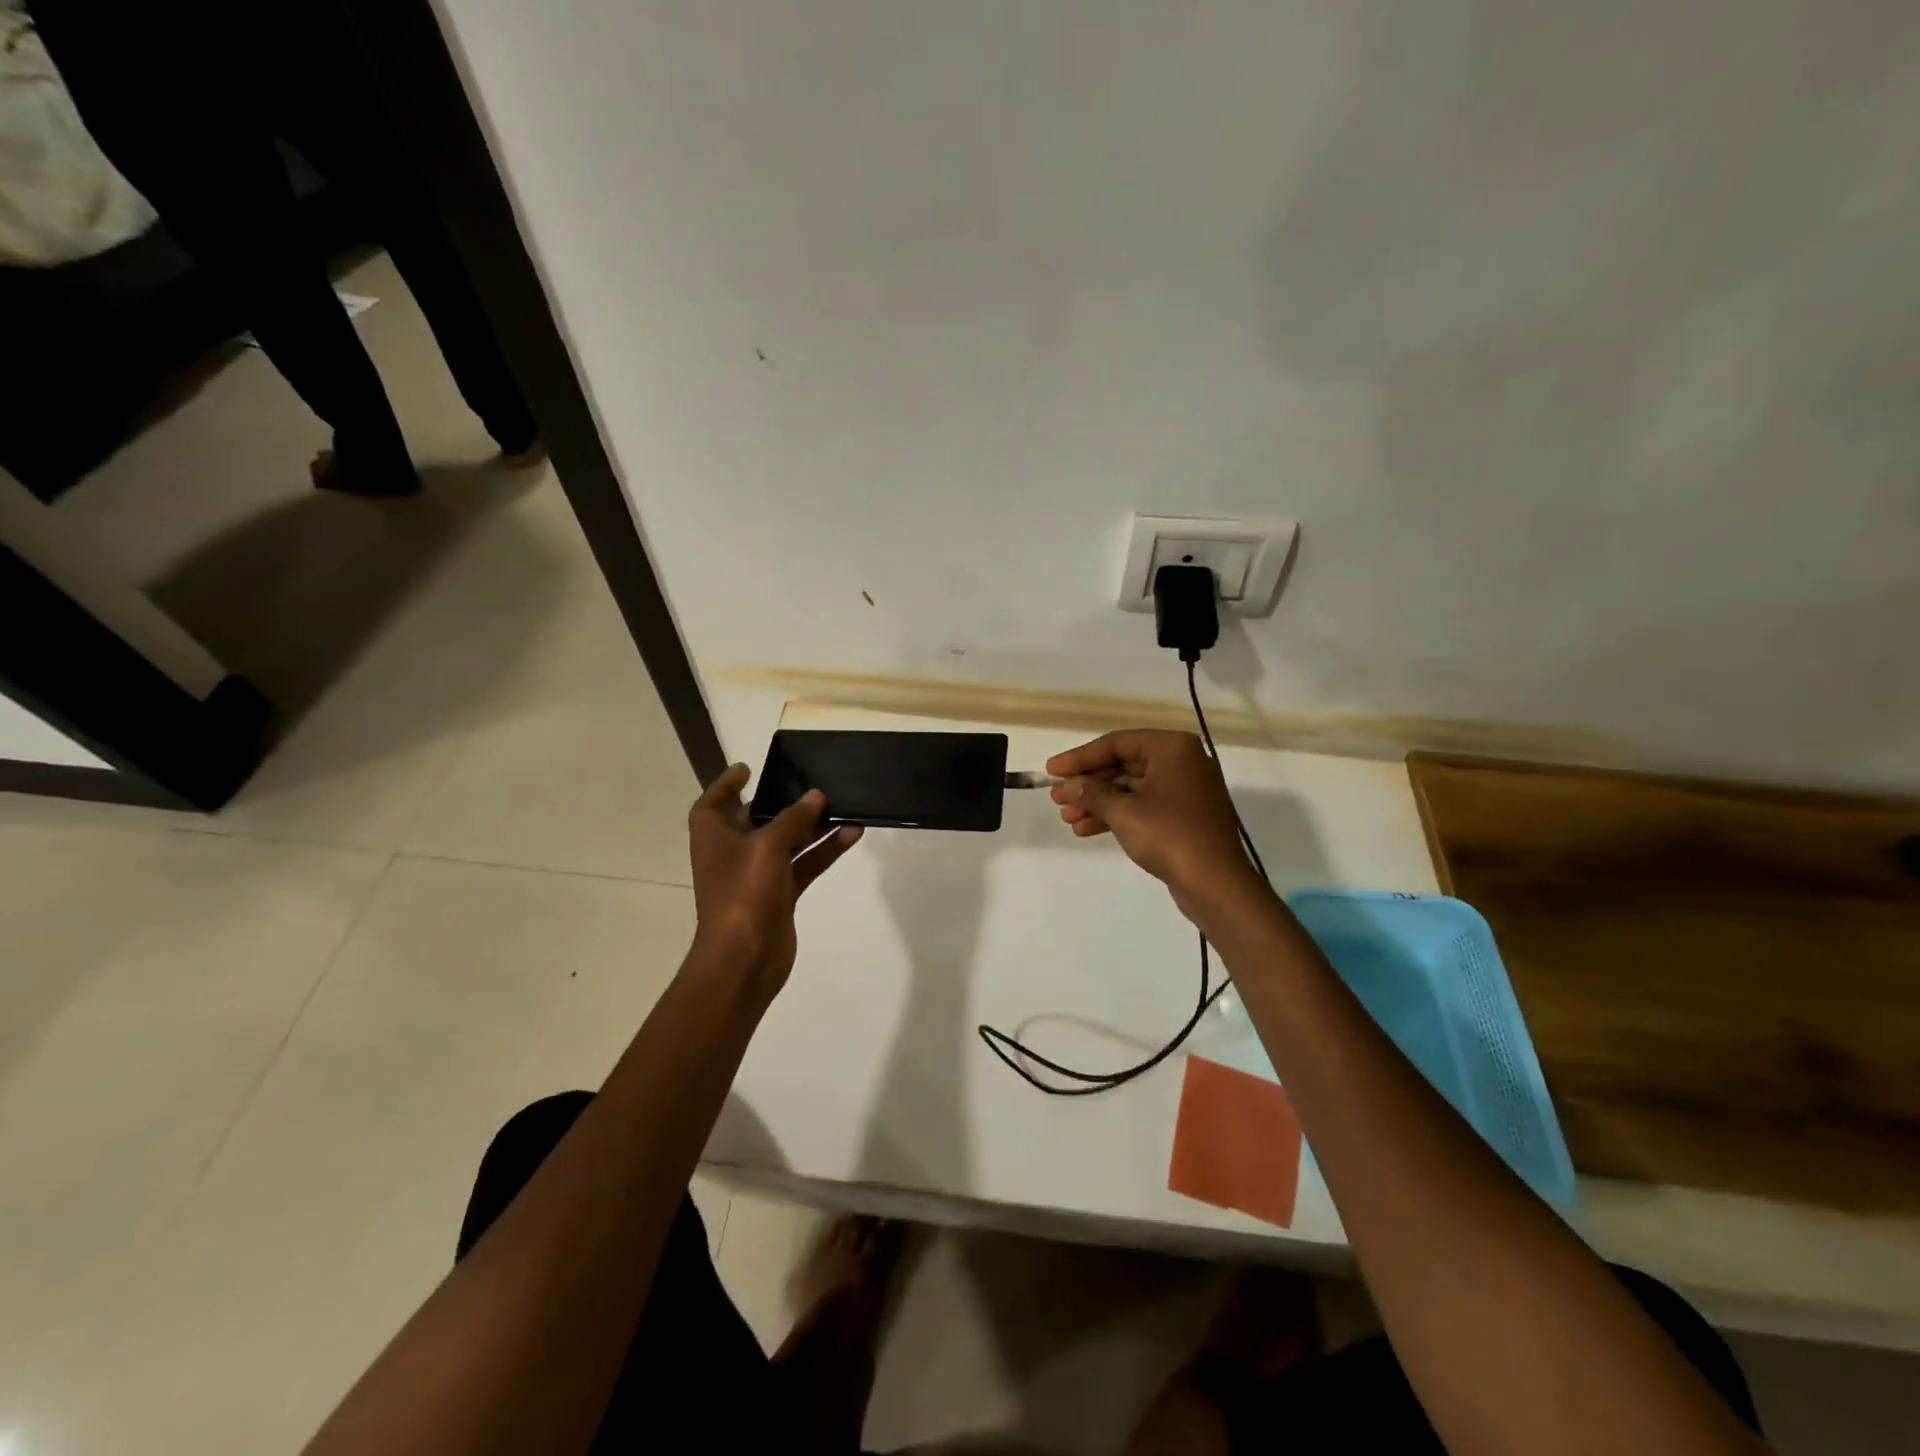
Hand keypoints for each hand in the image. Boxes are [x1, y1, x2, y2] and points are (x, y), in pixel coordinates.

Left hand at [687, 764, 861, 996]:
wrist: (744, 960)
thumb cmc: (743, 894)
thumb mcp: (766, 847)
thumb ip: (793, 819)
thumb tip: (815, 796)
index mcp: (714, 838)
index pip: (713, 803)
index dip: (726, 785)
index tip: (748, 769)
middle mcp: (733, 853)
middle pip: (755, 819)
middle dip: (780, 802)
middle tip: (807, 782)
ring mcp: (758, 876)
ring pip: (788, 842)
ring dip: (812, 826)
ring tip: (842, 805)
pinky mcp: (780, 895)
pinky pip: (805, 864)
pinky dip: (825, 850)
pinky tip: (851, 833)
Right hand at [1047, 730, 1262, 918]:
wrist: (1216, 884)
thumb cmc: (1169, 835)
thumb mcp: (1123, 812)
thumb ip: (1090, 793)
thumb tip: (1067, 785)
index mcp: (1172, 748)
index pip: (1116, 743)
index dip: (1080, 757)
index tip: (1051, 770)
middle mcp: (1182, 762)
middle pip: (1123, 765)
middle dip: (1088, 784)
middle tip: (1057, 798)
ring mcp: (1185, 789)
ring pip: (1131, 788)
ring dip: (1098, 802)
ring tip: (1067, 818)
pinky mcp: (1184, 815)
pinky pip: (1143, 806)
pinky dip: (1117, 815)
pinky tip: (1087, 829)